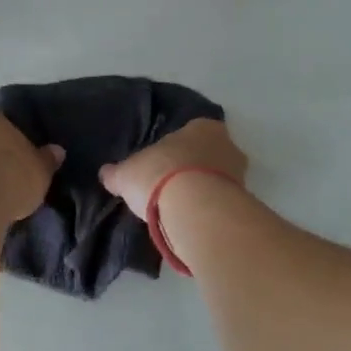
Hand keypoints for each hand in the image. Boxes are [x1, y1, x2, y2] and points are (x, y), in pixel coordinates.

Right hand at [99, 117, 248, 220]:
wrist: (196, 211)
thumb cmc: (160, 175)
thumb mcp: (127, 174)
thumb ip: (117, 173)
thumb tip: (105, 173)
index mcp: (203, 127)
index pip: (191, 130)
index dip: (175, 147)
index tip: (162, 162)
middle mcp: (228, 145)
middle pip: (209, 155)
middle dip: (193, 169)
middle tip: (170, 186)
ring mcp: (240, 176)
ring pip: (218, 181)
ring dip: (203, 193)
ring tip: (179, 210)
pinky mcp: (244, 205)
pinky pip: (221, 205)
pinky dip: (208, 213)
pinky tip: (191, 223)